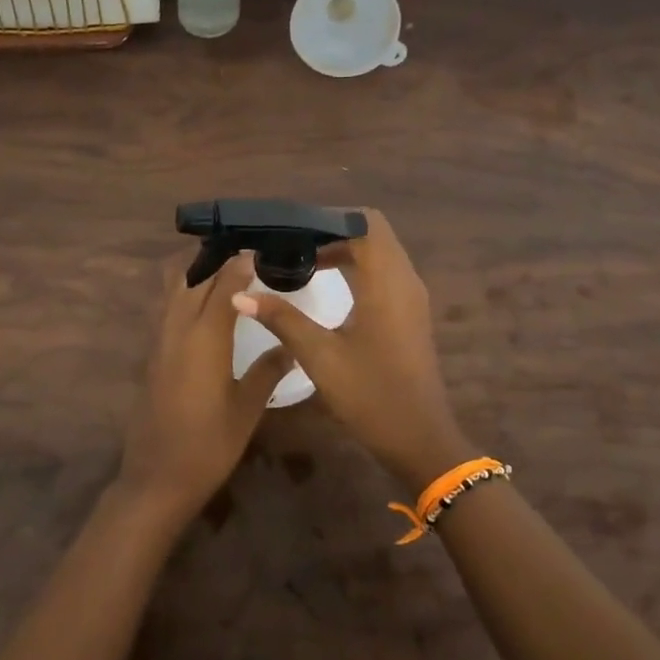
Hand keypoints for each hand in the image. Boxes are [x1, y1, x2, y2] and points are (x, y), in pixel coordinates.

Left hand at [118, 251, 288, 521]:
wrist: (157, 478)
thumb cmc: (209, 445)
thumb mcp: (247, 408)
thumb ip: (269, 370)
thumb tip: (292, 345)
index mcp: (205, 337)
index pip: (223, 285)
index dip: (240, 263)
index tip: (259, 248)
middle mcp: (177, 329)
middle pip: (192, 276)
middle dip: (215, 258)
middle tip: (245, 250)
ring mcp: (159, 340)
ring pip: (173, 288)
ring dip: (195, 271)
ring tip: (224, 267)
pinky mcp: (152, 353)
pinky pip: (167, 307)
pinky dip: (184, 292)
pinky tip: (205, 303)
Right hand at [233, 208, 473, 490]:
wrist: (419, 440)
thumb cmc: (371, 395)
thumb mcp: (320, 356)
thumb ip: (281, 319)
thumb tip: (240, 294)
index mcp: (386, 282)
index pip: (364, 223)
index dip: (329, 219)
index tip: (292, 229)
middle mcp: (404, 280)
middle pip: (372, 233)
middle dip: (333, 231)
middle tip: (293, 242)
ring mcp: (411, 298)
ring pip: (379, 253)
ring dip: (345, 249)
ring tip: (303, 259)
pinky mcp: (409, 314)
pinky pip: (384, 272)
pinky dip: (357, 267)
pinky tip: (328, 285)